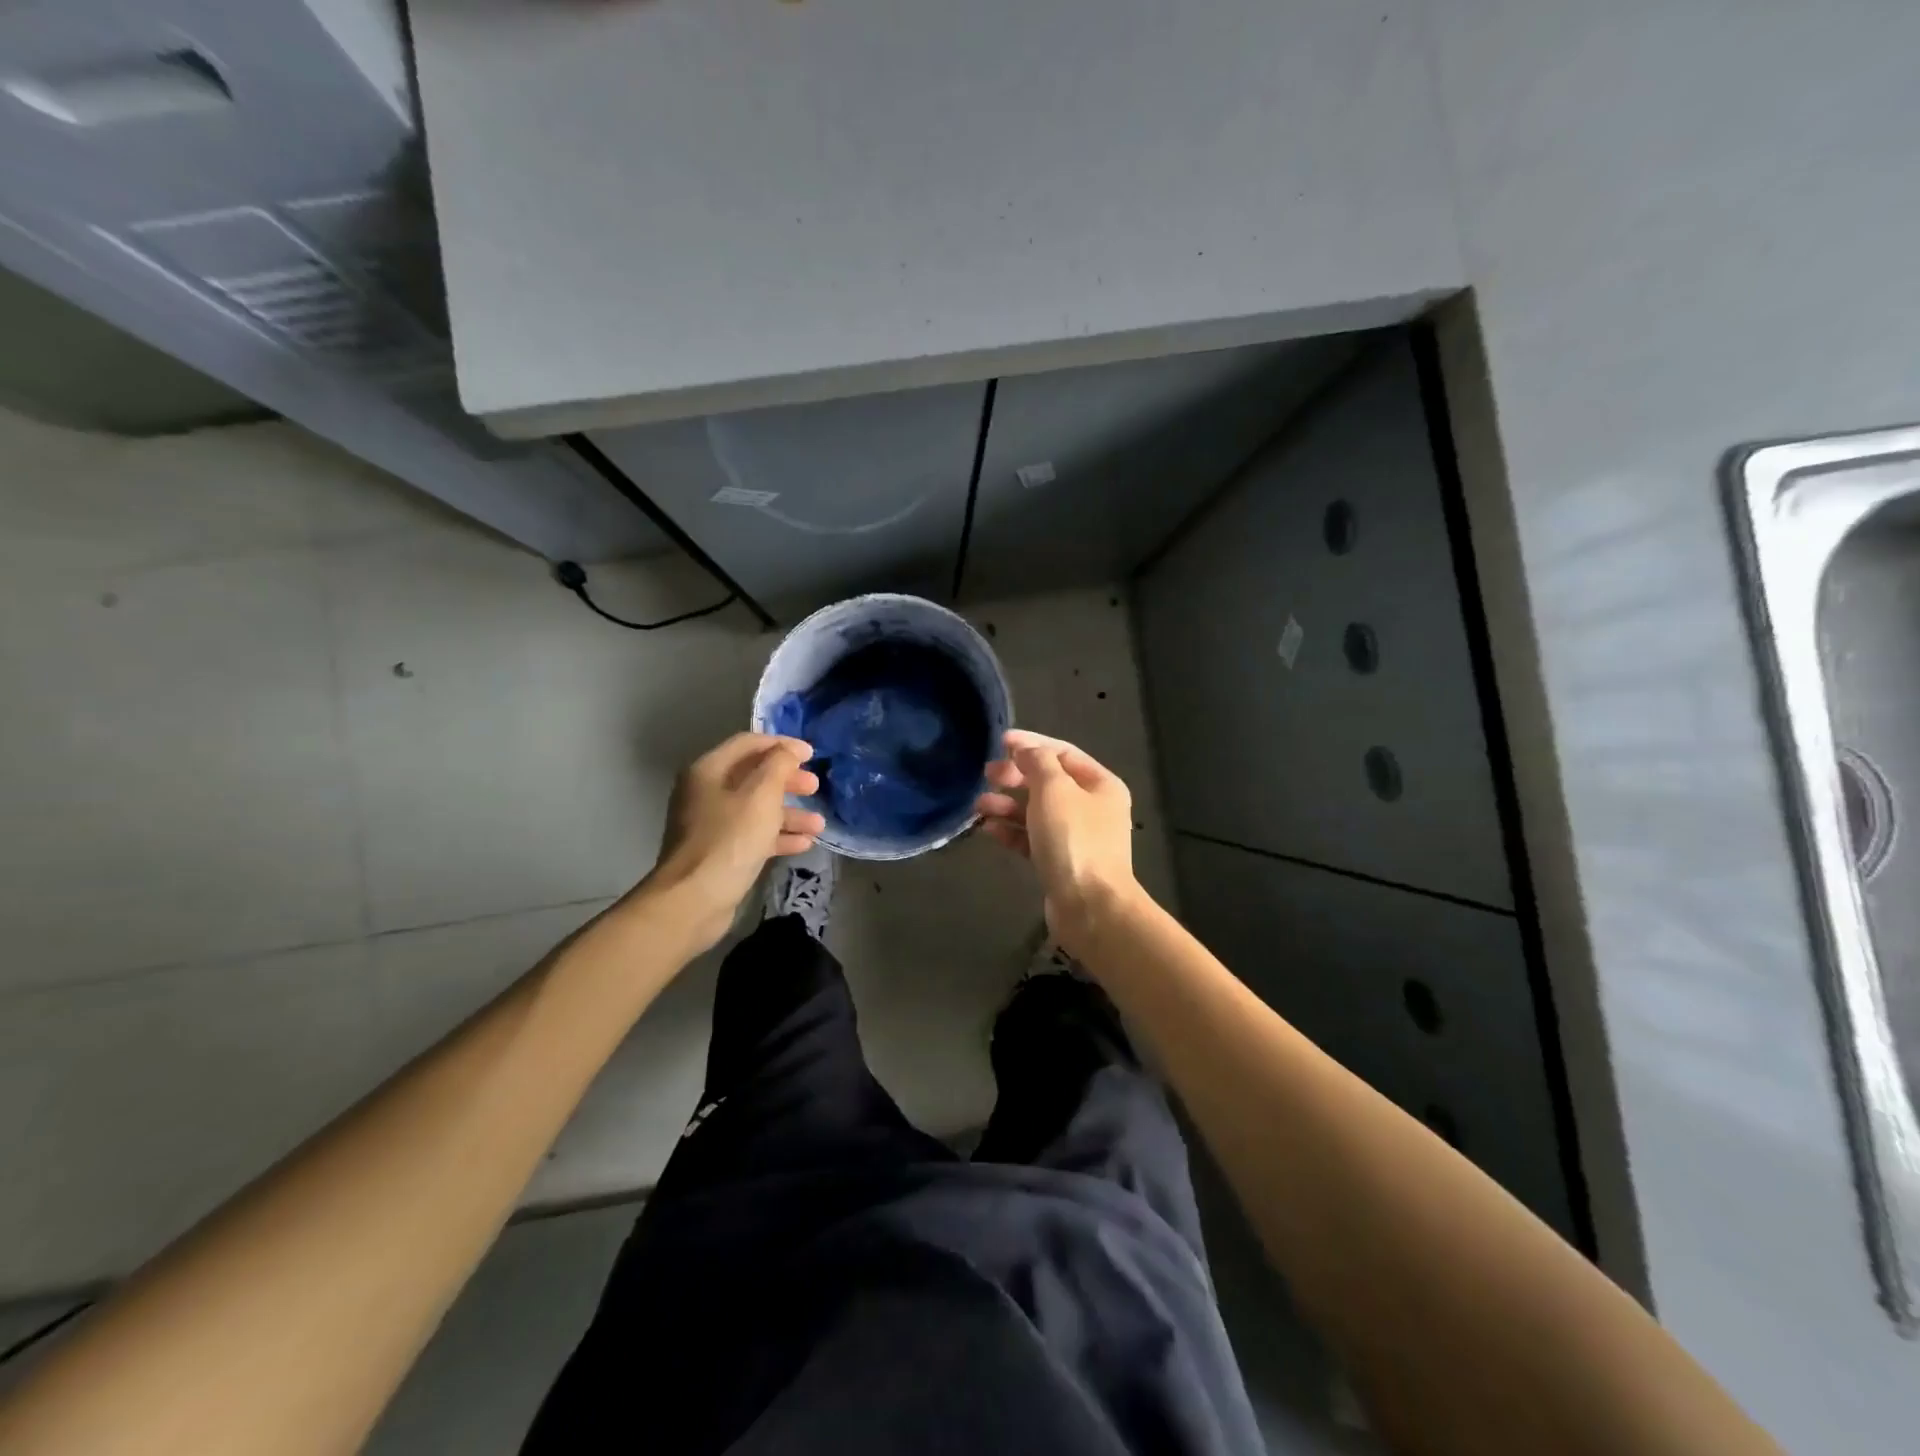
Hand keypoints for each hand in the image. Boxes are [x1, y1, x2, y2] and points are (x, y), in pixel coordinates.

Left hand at [641, 733, 824, 952]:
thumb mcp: (761, 795)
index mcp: (709, 770)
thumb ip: (779, 765)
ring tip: (818, 824)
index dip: (782, 744)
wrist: (694, 899)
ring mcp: (712, 824)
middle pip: (754, 776)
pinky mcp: (720, 853)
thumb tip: (789, 750)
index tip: (812, 754)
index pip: (749, 743)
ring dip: (789, 813)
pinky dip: (778, 836)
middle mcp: (706, 792)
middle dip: (788, 781)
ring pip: (757, 809)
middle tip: (815, 787)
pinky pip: (753, 835)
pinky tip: (804, 844)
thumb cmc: (730, 839)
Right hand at [974, 730, 1140, 951]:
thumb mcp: (1054, 790)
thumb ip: (1037, 762)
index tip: (1000, 742)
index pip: (1062, 752)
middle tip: (988, 774)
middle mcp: (1091, 807)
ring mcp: (1076, 837)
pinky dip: (1010, 831)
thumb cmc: (1074, 840)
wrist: (1090, 907)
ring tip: (979, 805)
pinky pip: (1031, 838)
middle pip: (1048, 781)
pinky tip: (988, 828)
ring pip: (1036, 811)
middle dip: (1016, 775)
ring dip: (1007, 804)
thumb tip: (1024, 749)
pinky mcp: (1059, 862)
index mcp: (1100, 784)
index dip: (1031, 744)